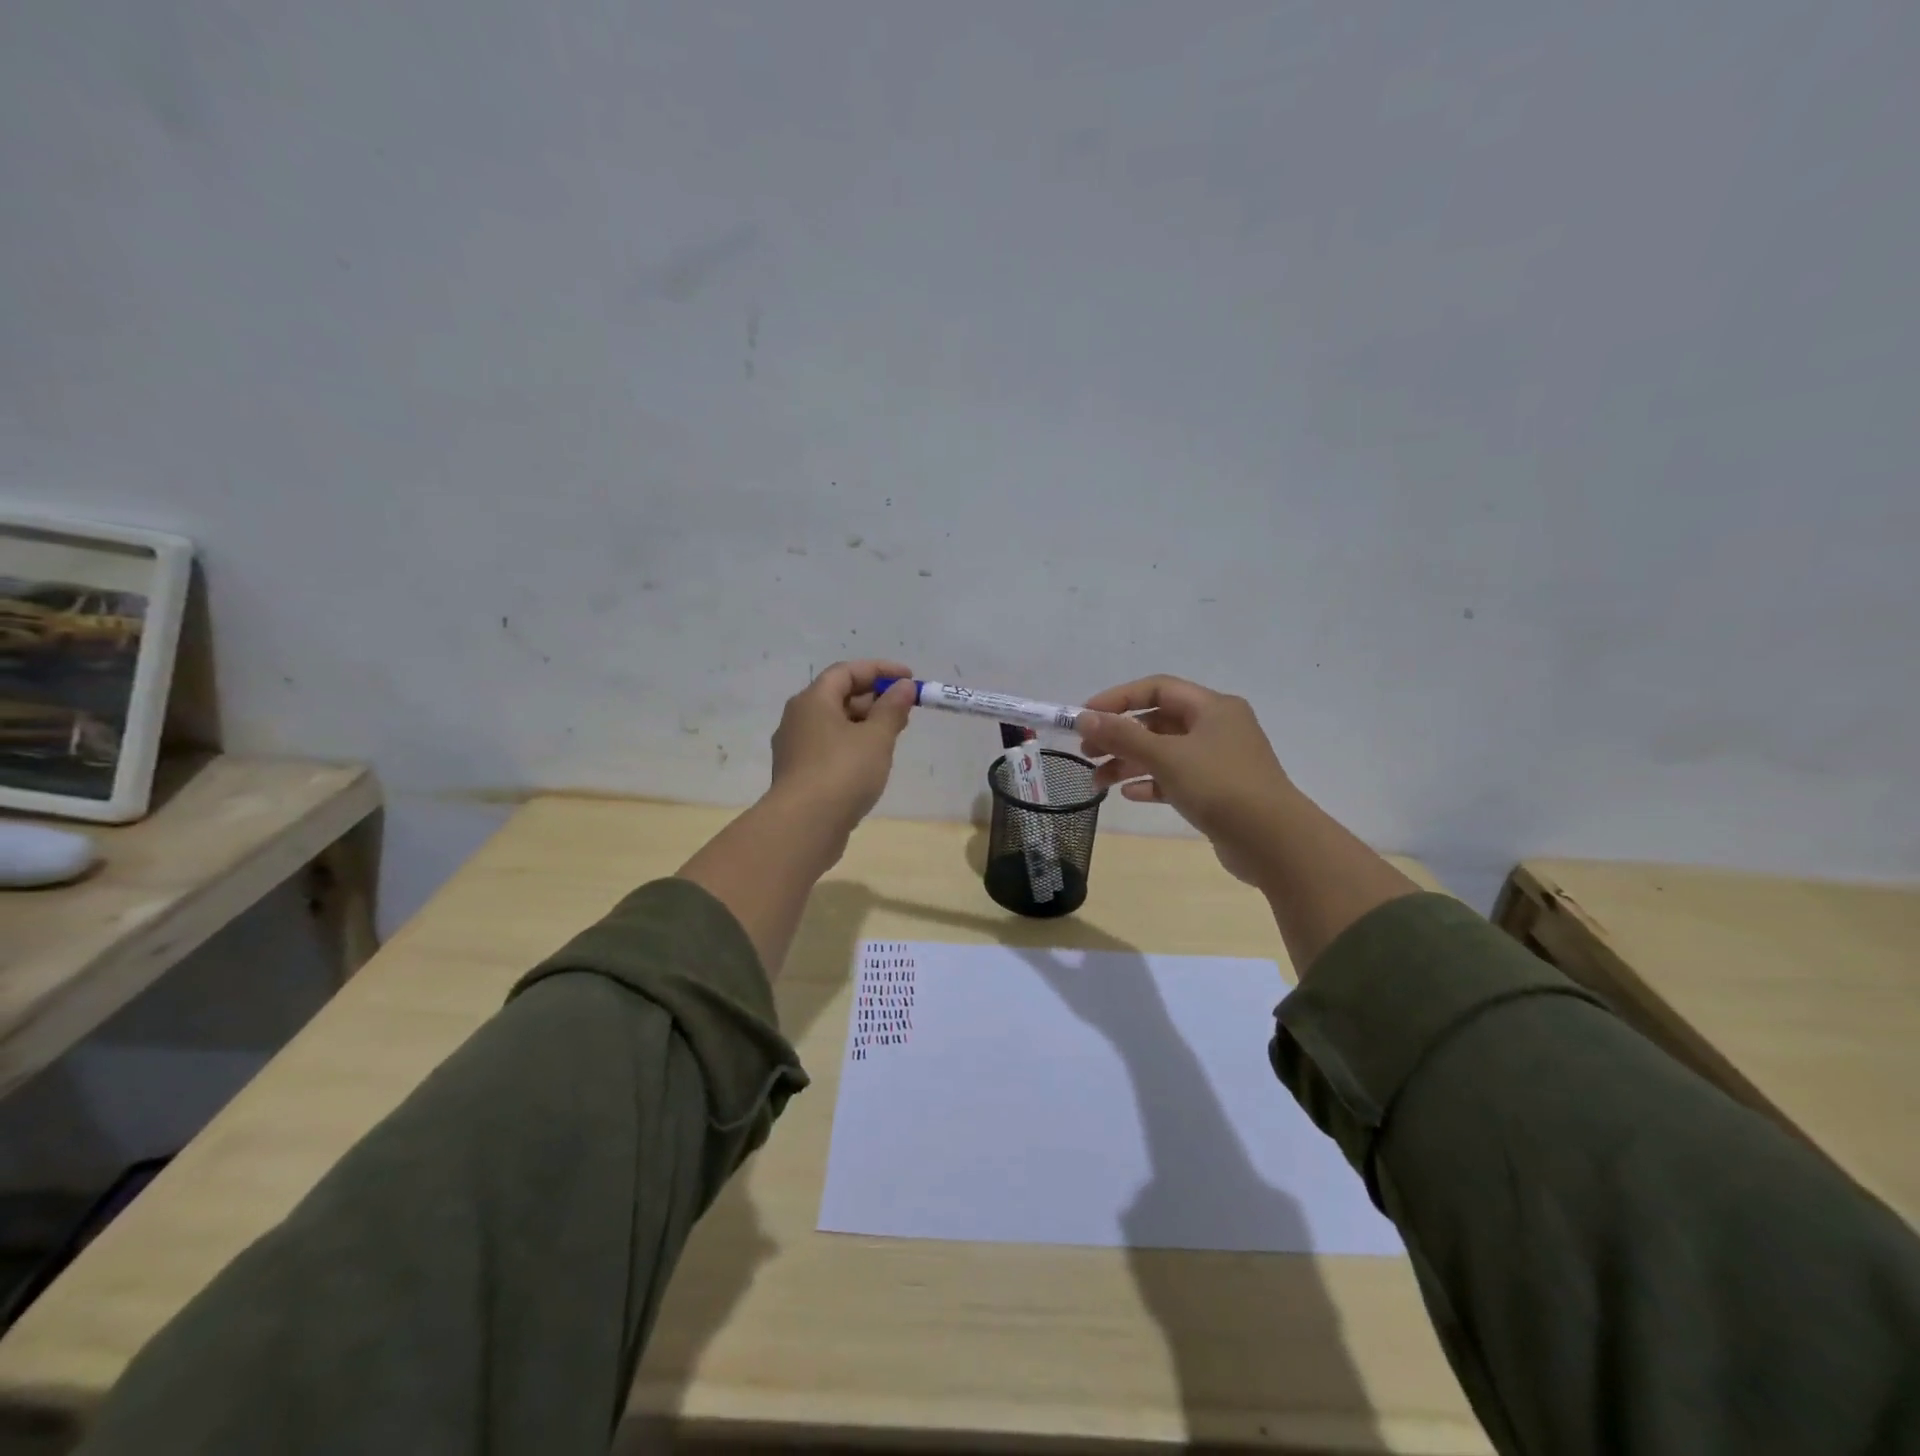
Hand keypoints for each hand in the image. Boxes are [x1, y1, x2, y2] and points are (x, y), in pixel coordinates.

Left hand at [768, 660, 916, 837]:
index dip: (879, 670)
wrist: (804, 826)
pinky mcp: (800, 775)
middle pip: (838, 697)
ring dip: (865, 724)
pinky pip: (830, 748)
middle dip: (874, 699)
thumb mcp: (876, 737)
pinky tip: (872, 762)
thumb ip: (892, 709)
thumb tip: (903, 687)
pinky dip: (853, 745)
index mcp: (813, 701)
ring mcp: (796, 748)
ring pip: (834, 725)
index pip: (846, 672)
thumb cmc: (843, 772)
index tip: (909, 678)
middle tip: (905, 710)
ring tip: (894, 736)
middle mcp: (798, 719)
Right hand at [1077, 675, 1296, 885]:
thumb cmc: (1220, 785)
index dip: (1118, 699)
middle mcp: (1217, 727)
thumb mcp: (1166, 756)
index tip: (1085, 716)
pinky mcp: (1218, 791)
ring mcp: (1219, 761)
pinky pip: (1176, 779)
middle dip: (1120, 735)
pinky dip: (1151, 783)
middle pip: (1158, 722)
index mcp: (1212, 707)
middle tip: (1086, 752)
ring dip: (1129, 763)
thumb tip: (1083, 718)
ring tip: (1097, 782)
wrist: (1273, 841)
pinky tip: (1129, 795)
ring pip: (1164, 752)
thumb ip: (1123, 736)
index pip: (1157, 688)